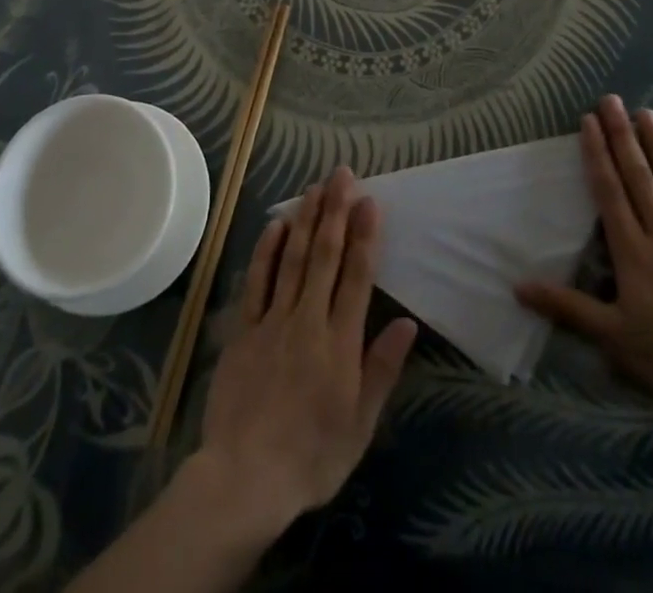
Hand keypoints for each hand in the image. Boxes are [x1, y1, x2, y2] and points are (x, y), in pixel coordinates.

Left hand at [192, 166, 418, 535]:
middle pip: (325, 256)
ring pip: (293, 258)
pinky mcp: (244, 329)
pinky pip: (257, 280)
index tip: (370, 201)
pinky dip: (267, 249)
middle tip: (342, 175)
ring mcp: (273, 320)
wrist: (244, 478)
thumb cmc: (311, 457)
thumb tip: (408, 322)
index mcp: (340, 343)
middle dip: (336, 212)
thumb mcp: (360, 424)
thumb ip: (382, 369)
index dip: (365, 236)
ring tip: (316, 187)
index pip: (357, 276)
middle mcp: (308, 320)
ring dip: (306, 219)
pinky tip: (276, 224)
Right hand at [516, 95, 652, 423]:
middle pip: (639, 178)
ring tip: (646, 113)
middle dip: (622, 137)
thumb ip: (566, 307)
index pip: (609, 192)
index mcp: (633, 252)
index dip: (597, 154)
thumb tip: (517, 287)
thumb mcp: (612, 338)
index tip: (588, 121)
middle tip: (611, 100)